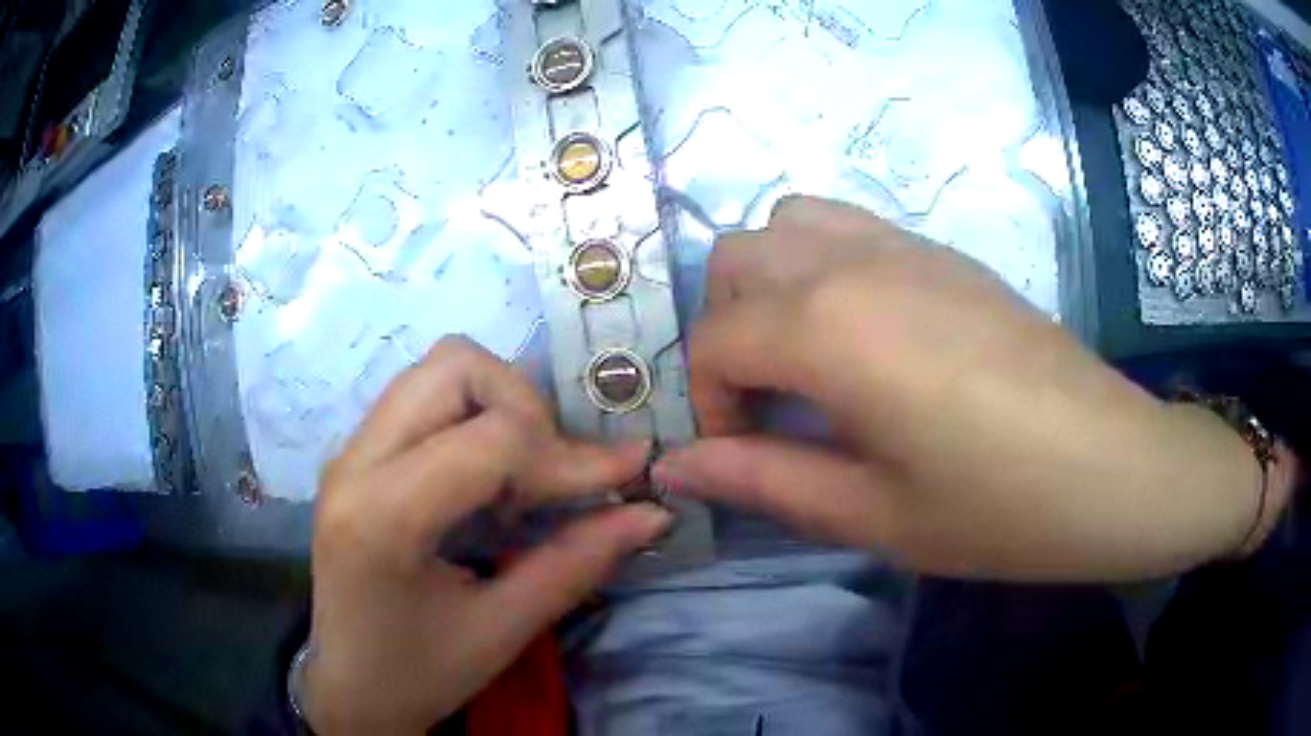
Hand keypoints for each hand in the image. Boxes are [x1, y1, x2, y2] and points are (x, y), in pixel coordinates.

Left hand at [305, 337, 670, 733]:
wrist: (349, 688)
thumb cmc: (419, 673)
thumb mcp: (503, 630)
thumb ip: (578, 562)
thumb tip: (652, 512)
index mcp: (383, 516)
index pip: (492, 438)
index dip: (569, 456)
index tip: (623, 480)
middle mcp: (355, 461)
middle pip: (455, 366)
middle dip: (526, 407)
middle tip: (553, 473)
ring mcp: (349, 451)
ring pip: (439, 370)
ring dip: (499, 406)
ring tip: (522, 476)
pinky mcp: (356, 454)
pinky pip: (424, 398)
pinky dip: (473, 418)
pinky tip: (488, 479)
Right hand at [654, 196, 1286, 580]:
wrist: (1112, 466)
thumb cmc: (996, 508)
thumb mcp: (870, 513)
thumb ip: (762, 480)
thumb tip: (672, 465)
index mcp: (831, 326)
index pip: (717, 339)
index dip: (711, 404)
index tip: (743, 456)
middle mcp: (855, 261)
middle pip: (737, 258)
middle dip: (726, 329)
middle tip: (767, 402)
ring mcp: (906, 244)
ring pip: (790, 222)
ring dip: (770, 282)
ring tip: (805, 356)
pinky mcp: (946, 252)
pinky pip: (849, 226)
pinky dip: (821, 265)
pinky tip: (865, 334)